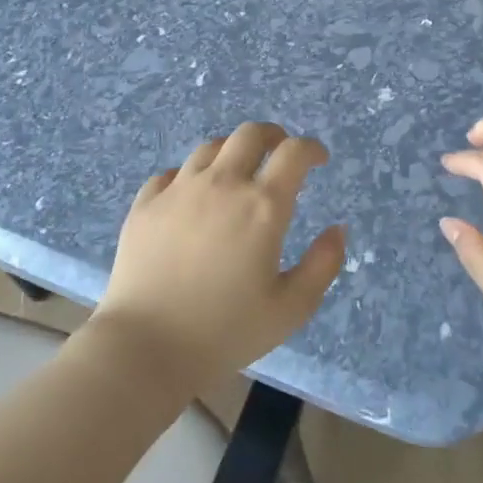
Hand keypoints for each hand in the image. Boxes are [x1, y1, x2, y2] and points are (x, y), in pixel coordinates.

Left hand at [96, 122, 346, 389]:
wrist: (146, 347)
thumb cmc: (226, 332)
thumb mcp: (292, 308)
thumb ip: (323, 264)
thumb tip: (338, 229)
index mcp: (263, 207)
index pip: (294, 153)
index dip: (311, 149)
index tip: (318, 160)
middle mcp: (222, 185)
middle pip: (250, 134)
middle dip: (273, 136)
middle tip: (280, 153)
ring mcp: (178, 191)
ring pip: (210, 148)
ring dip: (232, 152)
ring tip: (237, 173)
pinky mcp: (145, 205)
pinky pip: (172, 173)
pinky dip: (191, 175)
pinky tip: (192, 196)